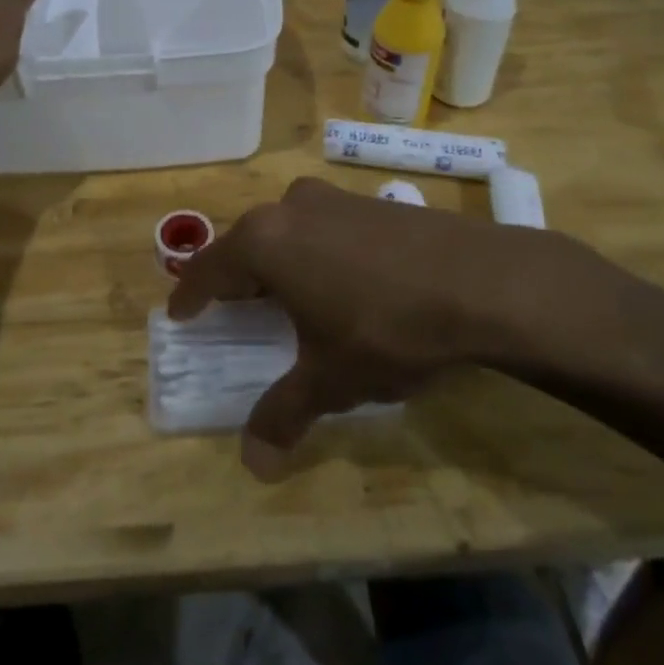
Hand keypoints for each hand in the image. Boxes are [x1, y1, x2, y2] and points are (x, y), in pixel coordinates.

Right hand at [167, 178, 613, 478]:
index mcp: (265, 242)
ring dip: (279, 261)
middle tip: (232, 307)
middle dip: (236, 276)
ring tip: (285, 294)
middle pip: (248, 243)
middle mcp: (292, 208)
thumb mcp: (331, 380)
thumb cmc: (387, 329)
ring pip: (288, 230)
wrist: (483, 282)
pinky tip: (340, 280)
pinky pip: (325, 227)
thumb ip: (285, 414)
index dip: (192, 294)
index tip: (179, 312)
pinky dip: (316, 252)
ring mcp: (336, 199)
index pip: (210, 268)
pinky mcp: (374, 202)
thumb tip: (254, 465)